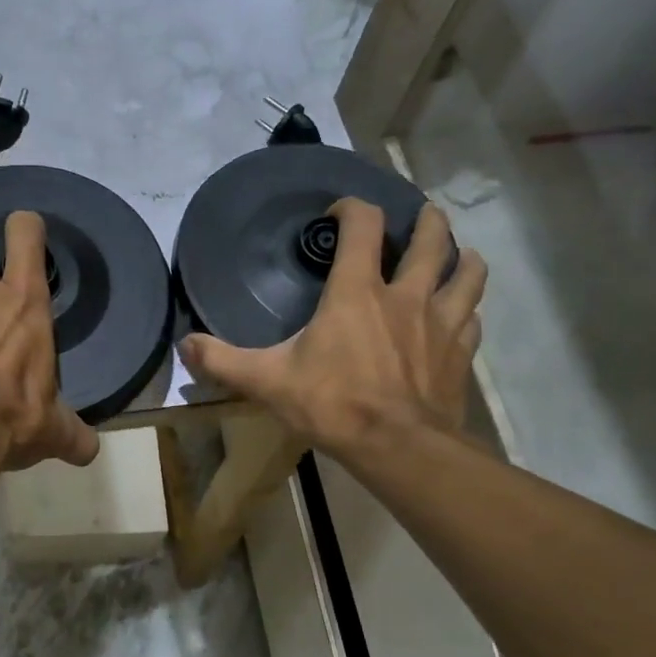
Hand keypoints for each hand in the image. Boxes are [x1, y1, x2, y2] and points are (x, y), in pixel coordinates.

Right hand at [180, 200, 487, 465]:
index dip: (352, 208)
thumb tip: (184, 346)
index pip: (363, 226)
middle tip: (421, 215)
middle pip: (429, 241)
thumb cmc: (333, 404)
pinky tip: (460, 314)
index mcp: (357, 292)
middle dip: (426, 221)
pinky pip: (471, 318)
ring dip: (462, 257)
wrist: (399, 448)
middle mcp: (405, 295)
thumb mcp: (267, 381)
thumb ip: (222, 361)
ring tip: (458, 252)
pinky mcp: (460, 353)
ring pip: (465, 273)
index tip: (337, 214)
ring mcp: (440, 322)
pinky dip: (467, 308)